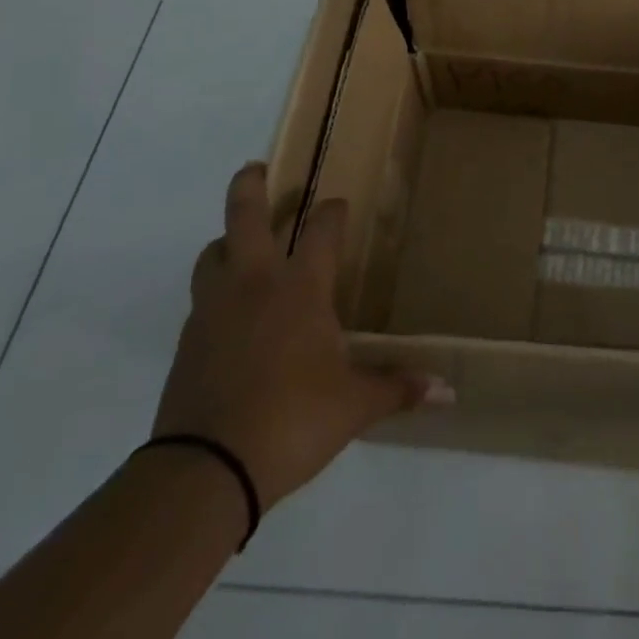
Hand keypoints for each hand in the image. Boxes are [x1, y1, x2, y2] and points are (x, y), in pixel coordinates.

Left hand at [153, 163, 450, 512]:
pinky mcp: (188, 342)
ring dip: (225, 240)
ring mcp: (214, 310)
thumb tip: (449, 392)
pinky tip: (229, 312)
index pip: (322, 231)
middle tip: (255, 168)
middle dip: (251, 187)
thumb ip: (397, 389)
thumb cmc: (292, 421)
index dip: (333, 212)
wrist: (206, 470)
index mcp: (300, 289)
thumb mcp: (354, 406)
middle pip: (245, 217)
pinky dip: (215, 290)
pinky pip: (202, 299)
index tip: (339, 204)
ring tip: (237, 242)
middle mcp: (254, 285)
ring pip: (212, 254)